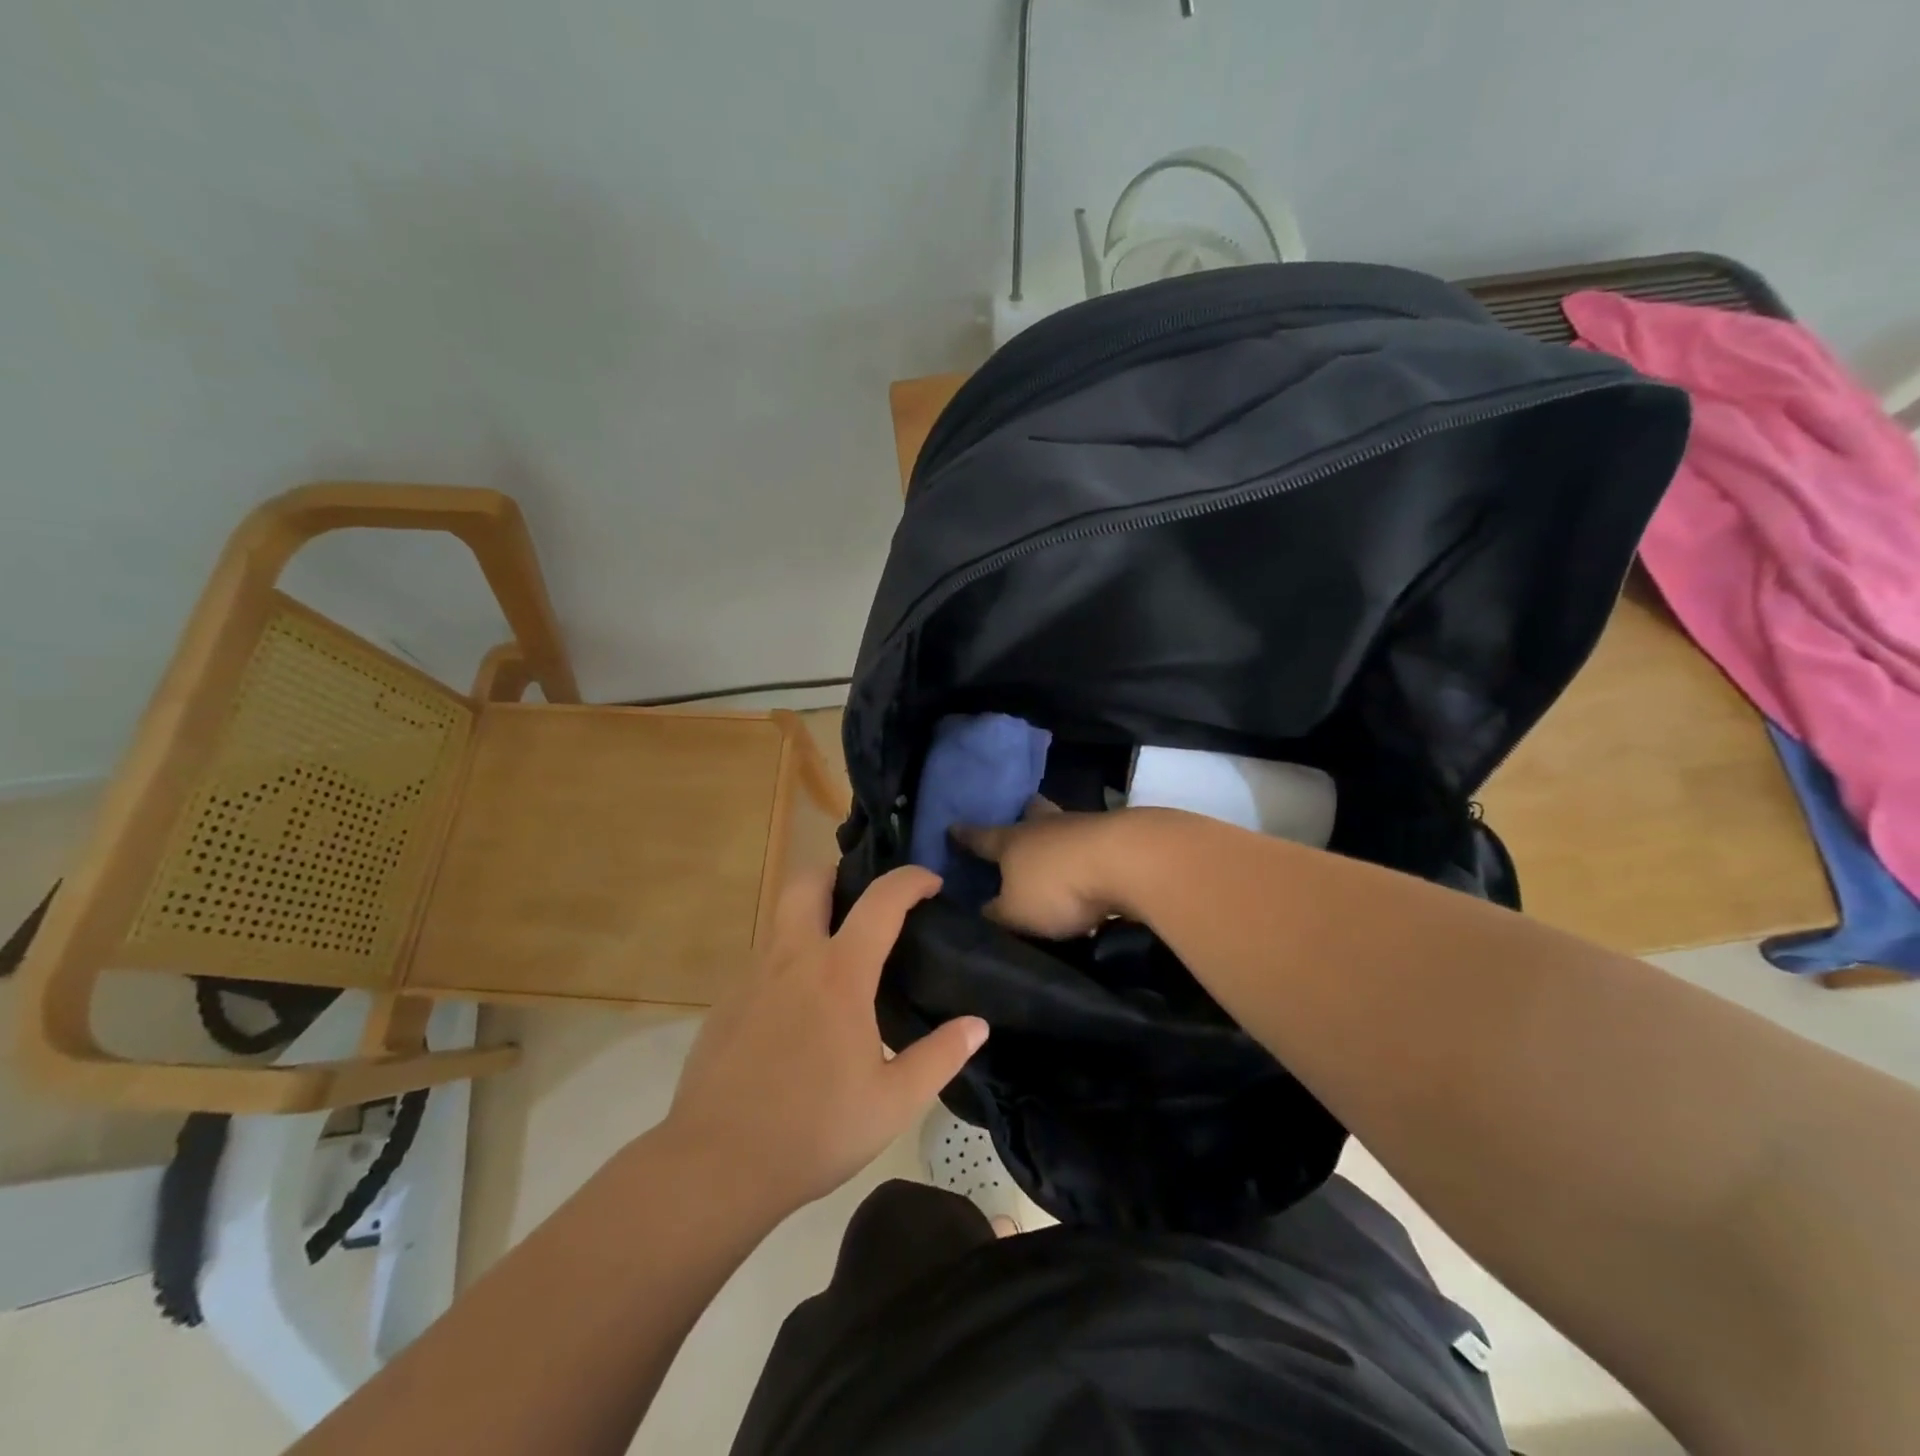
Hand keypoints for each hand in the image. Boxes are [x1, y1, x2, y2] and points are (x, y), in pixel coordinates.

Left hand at [662, 866, 987, 1216]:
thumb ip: (940, 1057)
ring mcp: (752, 979)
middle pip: (808, 882)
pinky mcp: (726, 1004)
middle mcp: (792, 960)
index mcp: (839, 974)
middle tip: (867, 905)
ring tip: (840, 962)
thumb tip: (977, 1025)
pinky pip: (764, 963)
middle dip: (840, 876)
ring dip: (813, 920)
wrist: (715, 1166)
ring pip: (782, 921)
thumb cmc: (813, 1130)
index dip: (910, 880)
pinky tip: (800, 1014)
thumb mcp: (893, 1102)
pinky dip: (789, 965)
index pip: (880, 901)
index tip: (931, 882)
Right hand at [952, 808, 1138, 938]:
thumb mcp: (1017, 912)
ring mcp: (1083, 826)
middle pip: (1030, 814)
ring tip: (1057, 849)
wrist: (1128, 862)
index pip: (980, 837)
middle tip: (1020, 818)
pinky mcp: (1116, 836)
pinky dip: (1088, 851)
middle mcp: (1044, 826)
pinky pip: (1093, 841)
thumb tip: (984, 909)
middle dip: (1023, 817)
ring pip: (1063, 825)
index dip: (965, 836)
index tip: (952, 827)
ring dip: (1059, 835)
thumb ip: (998, 912)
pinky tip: (1092, 866)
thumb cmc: (1058, 886)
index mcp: (1011, 841)